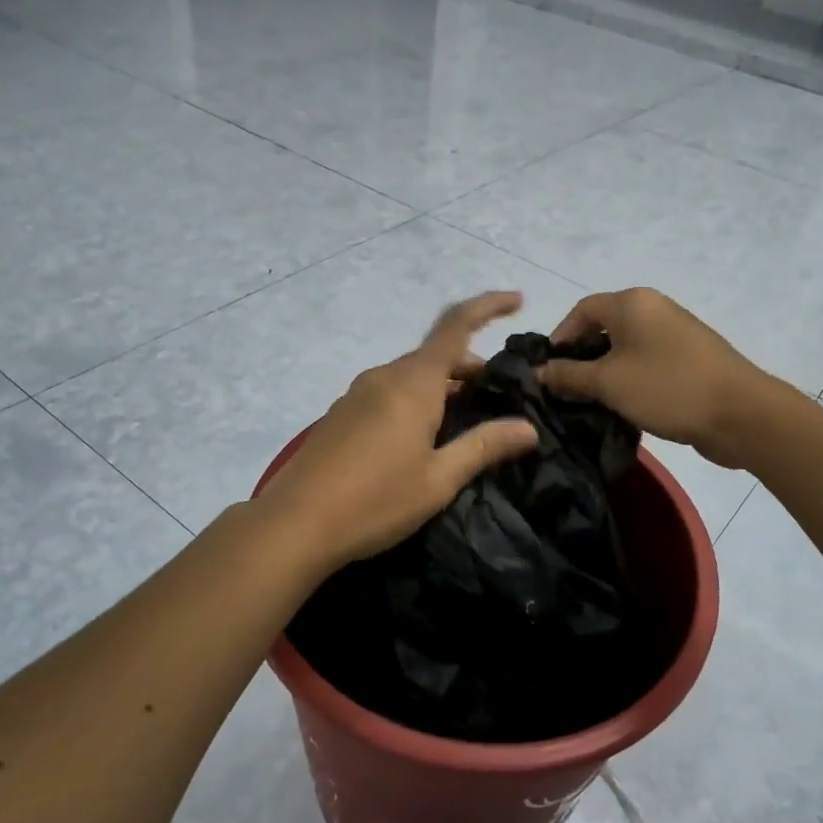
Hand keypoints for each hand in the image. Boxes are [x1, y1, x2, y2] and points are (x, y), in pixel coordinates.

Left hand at [257, 292, 539, 570]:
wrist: (295, 524)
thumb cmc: (376, 500)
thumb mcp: (438, 479)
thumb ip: (483, 447)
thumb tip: (527, 428)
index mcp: (413, 383)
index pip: (456, 325)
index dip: (488, 306)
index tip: (518, 299)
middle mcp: (384, 376)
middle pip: (435, 354)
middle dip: (470, 365)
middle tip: (498, 395)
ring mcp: (357, 394)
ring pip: (410, 375)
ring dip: (442, 385)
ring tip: (464, 420)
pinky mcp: (341, 414)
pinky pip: (389, 392)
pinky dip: (416, 399)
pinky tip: (421, 437)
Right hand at [540, 288, 777, 468]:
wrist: (741, 414)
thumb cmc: (667, 387)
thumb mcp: (608, 383)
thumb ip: (568, 375)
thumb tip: (539, 372)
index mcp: (632, 303)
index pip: (581, 310)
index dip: (560, 337)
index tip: (548, 371)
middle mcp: (653, 309)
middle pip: (603, 327)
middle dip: (580, 358)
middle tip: (565, 391)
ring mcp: (674, 334)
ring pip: (625, 349)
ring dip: (604, 373)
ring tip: (589, 403)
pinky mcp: (688, 360)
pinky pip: (646, 363)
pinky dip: (628, 380)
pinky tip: (621, 407)